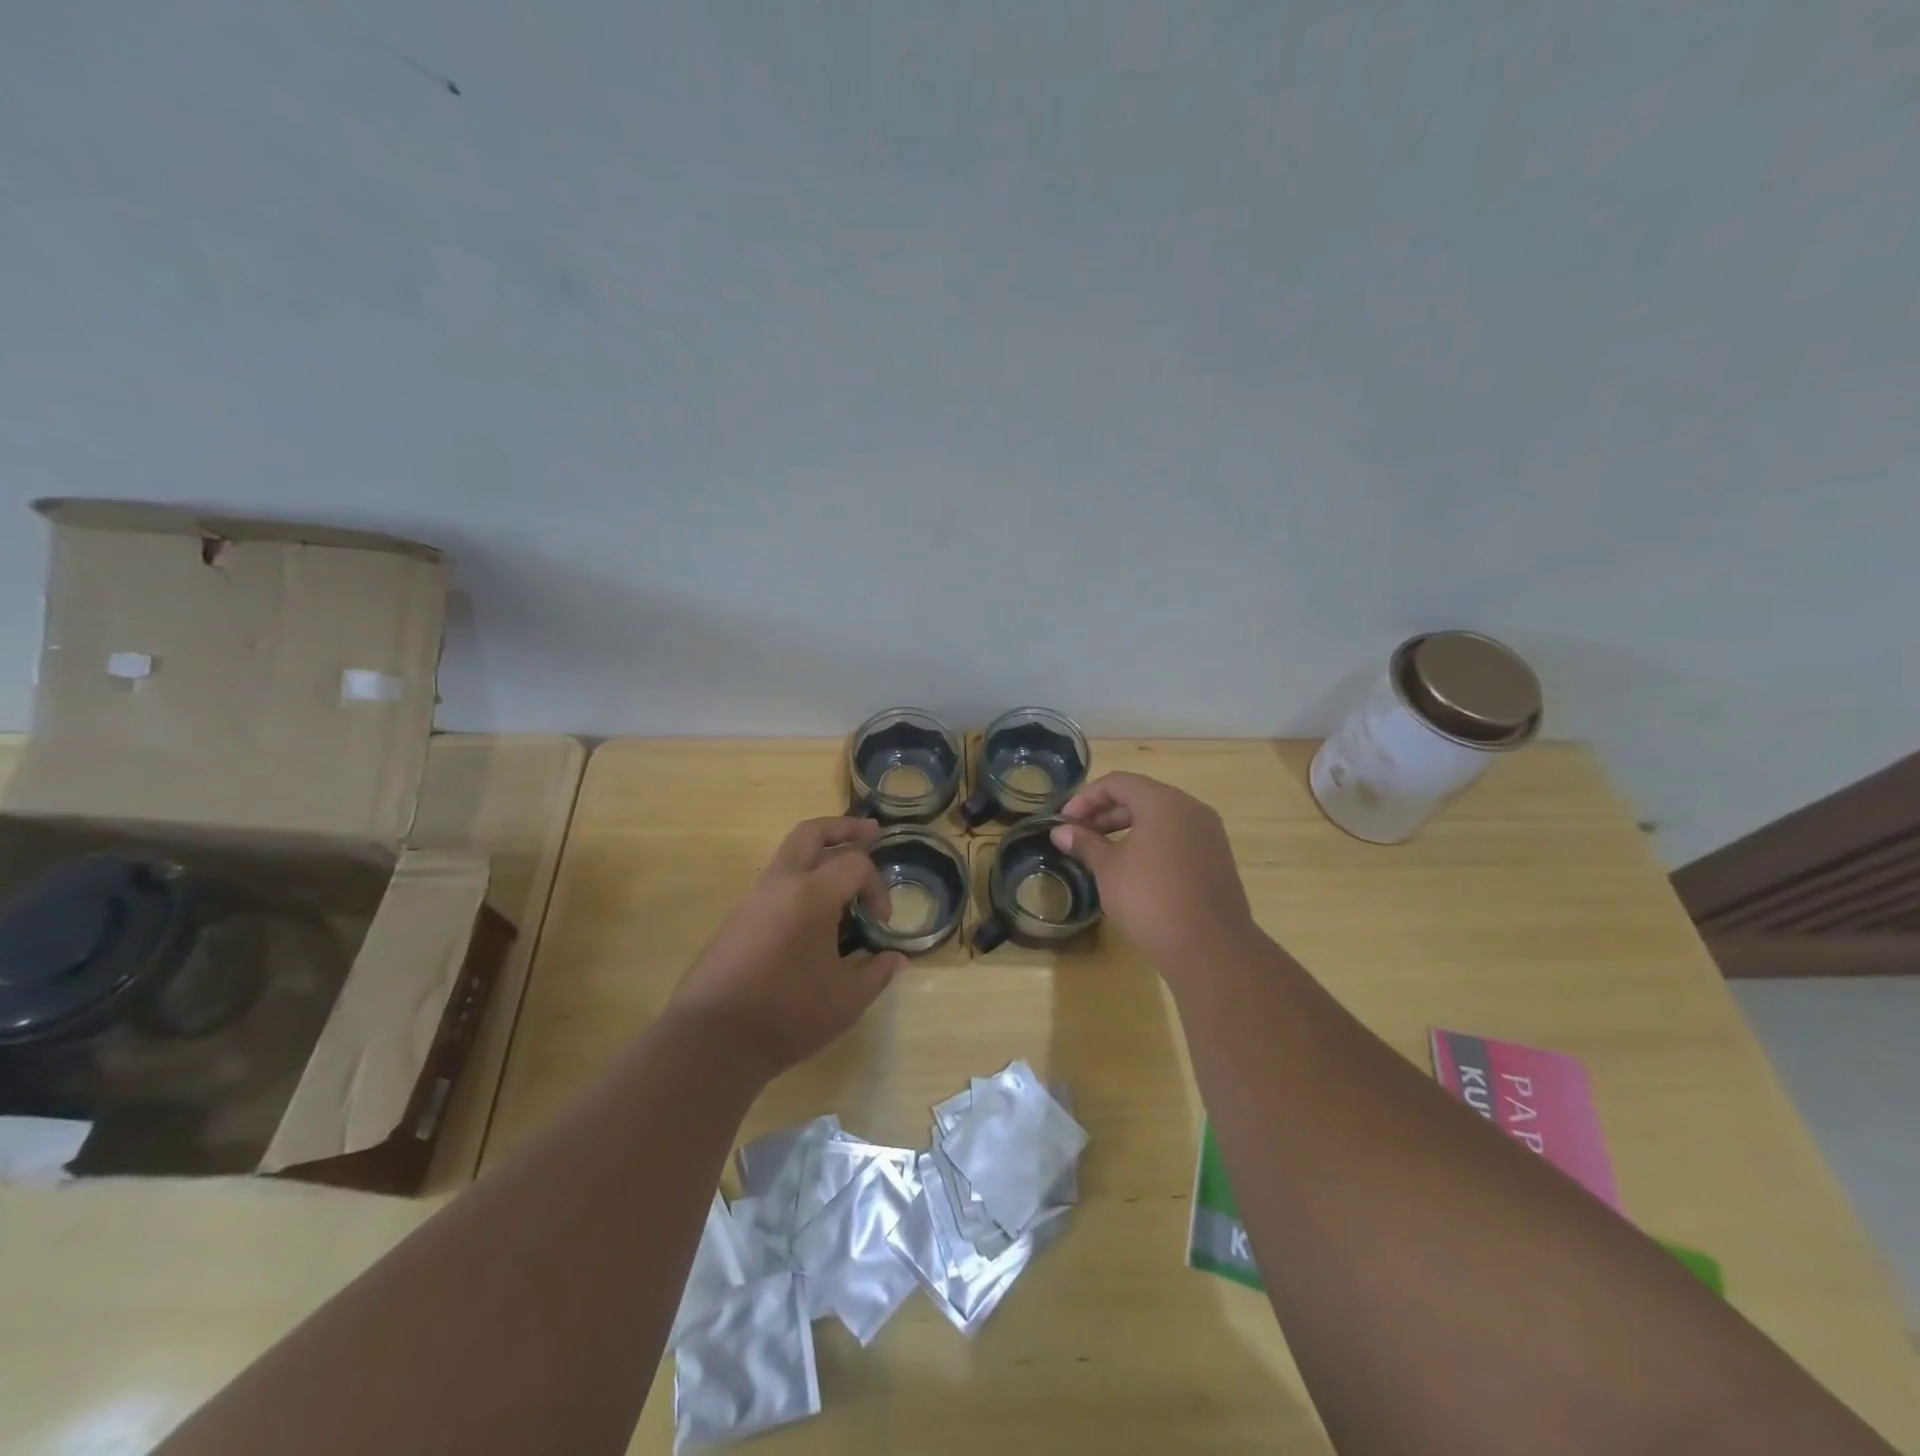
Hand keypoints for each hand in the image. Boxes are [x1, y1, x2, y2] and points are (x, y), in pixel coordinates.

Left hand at [667, 817, 904, 1077]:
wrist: (712, 1040)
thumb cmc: (787, 1014)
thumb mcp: (846, 1000)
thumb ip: (876, 973)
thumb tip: (895, 959)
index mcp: (811, 894)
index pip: (854, 863)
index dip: (877, 886)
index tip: (881, 922)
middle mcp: (780, 884)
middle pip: (811, 833)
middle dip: (843, 828)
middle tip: (871, 832)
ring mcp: (753, 899)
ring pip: (789, 854)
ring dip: (819, 853)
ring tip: (843, 873)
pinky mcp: (737, 919)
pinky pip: (775, 882)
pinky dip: (800, 880)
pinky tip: (813, 912)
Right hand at [1050, 772, 1256, 972]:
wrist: (1208, 946)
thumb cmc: (1149, 898)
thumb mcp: (1109, 869)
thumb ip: (1085, 844)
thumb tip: (1060, 832)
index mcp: (1163, 802)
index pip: (1118, 783)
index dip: (1086, 798)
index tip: (1065, 821)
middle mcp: (1190, 808)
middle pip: (1141, 797)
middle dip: (1106, 813)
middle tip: (1079, 836)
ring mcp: (1209, 834)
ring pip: (1161, 818)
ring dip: (1128, 828)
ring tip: (1103, 852)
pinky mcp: (1217, 858)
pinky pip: (1178, 837)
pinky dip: (1152, 843)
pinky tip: (1134, 869)